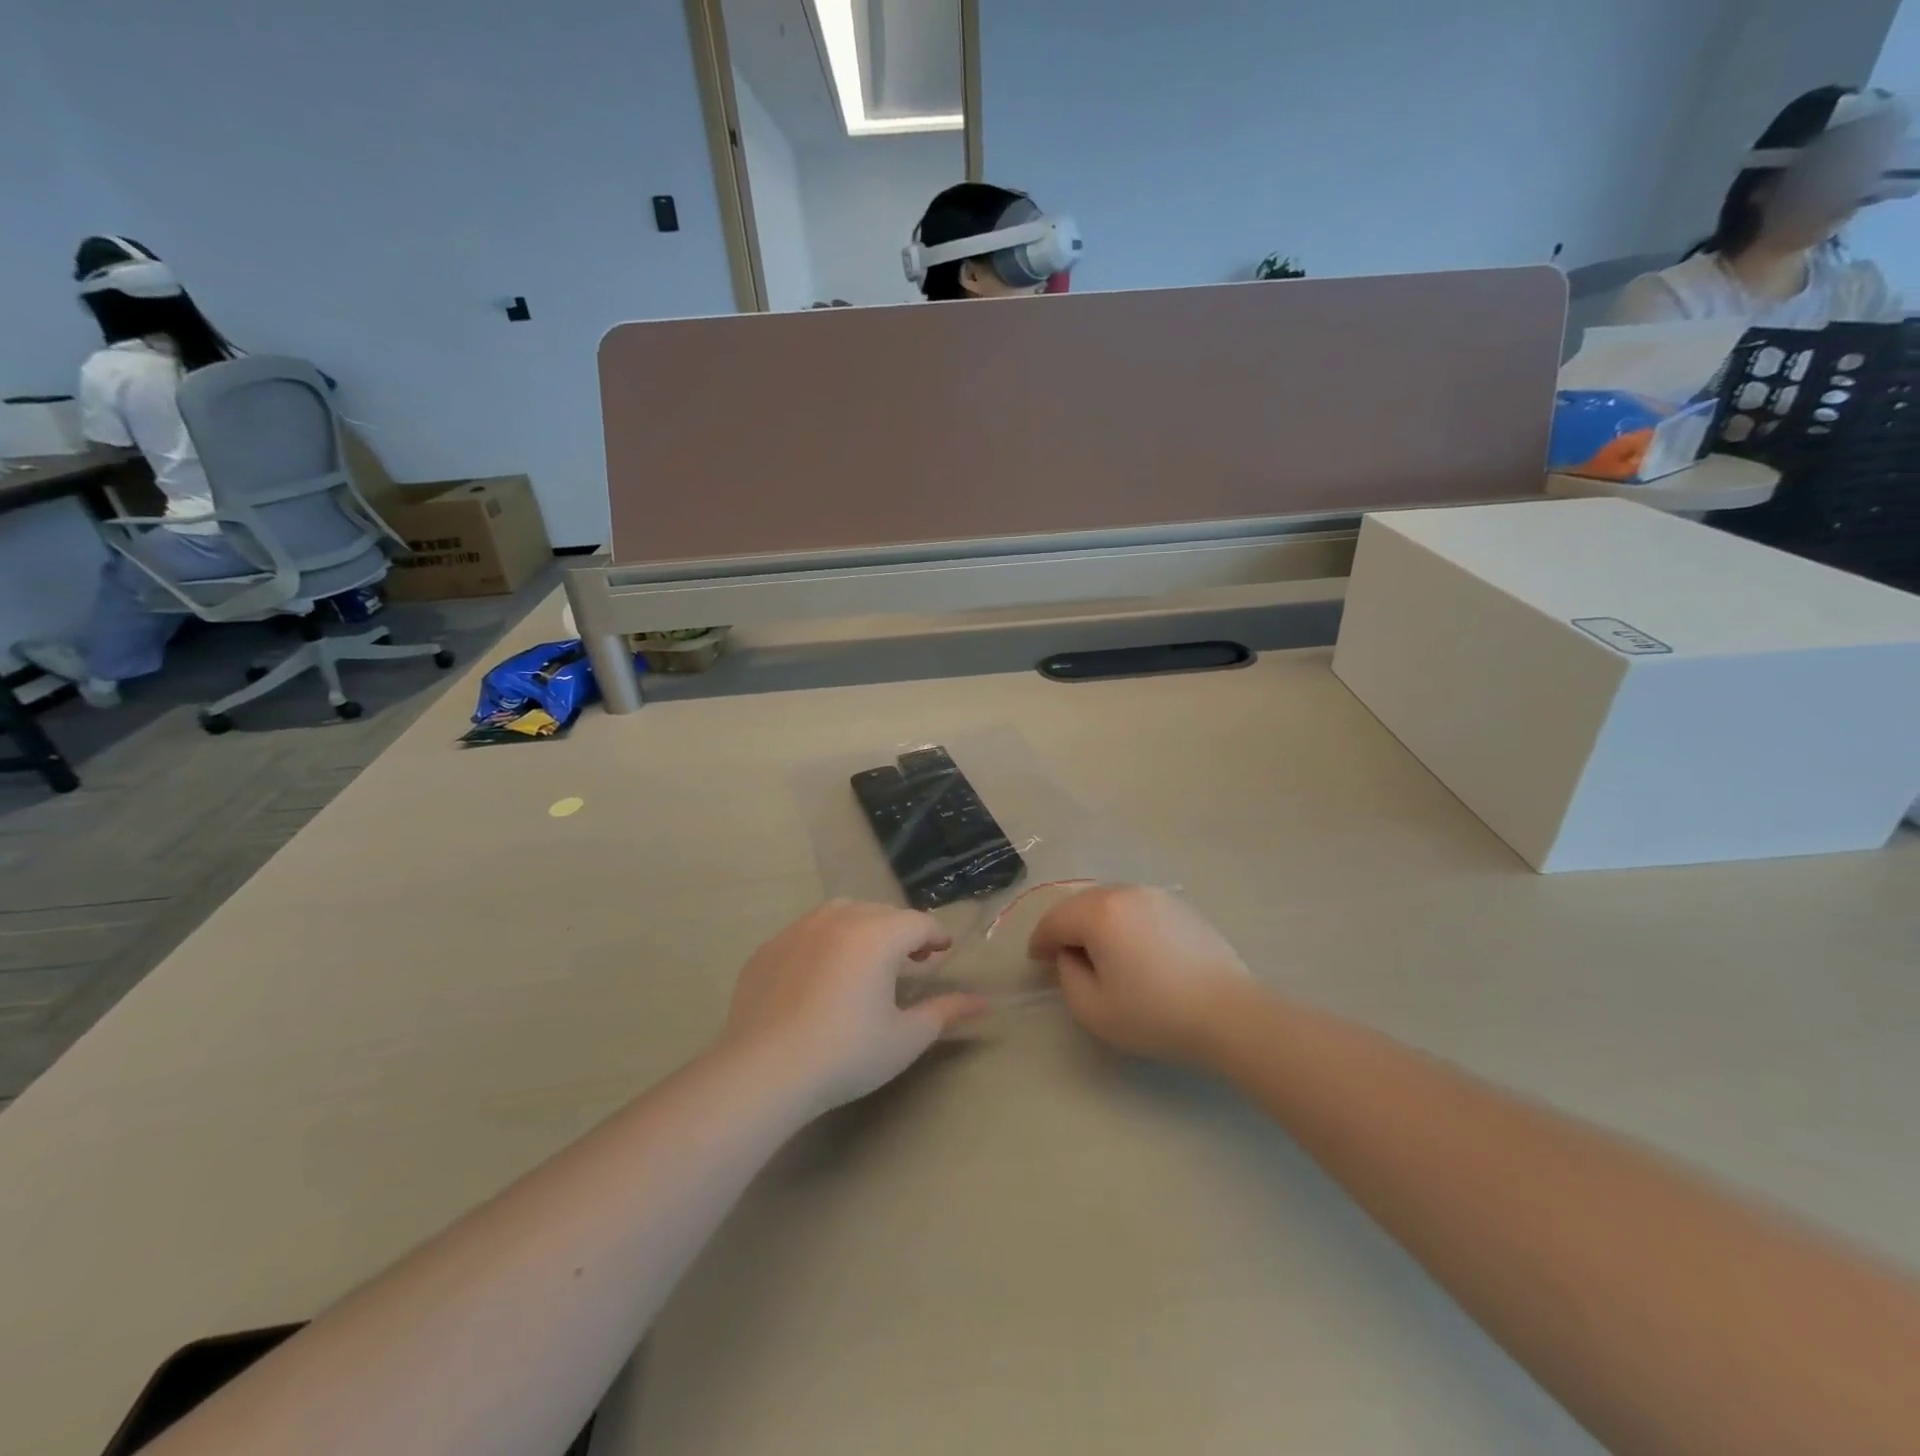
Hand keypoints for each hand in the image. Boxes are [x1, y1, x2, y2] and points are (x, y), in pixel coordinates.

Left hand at [723, 900, 987, 1113]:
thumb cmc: (846, 1054)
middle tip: (912, 960)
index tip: (943, 952)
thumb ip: (945, 1012)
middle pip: (881, 913)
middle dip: (902, 931)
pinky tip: (821, 977)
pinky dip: (824, 943)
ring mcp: (798, 929)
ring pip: (841, 913)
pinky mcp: (768, 948)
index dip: (936, 935)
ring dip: (862, 928)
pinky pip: (807, 933)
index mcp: (877, 934)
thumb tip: (982, 1002)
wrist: (764, 1071)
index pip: (918, 922)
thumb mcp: (905, 1037)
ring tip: (866, 960)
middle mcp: (839, 918)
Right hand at [1028, 885, 1254, 1066]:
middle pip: (1080, 905)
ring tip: (1098, 952)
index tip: (1037, 962)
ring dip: (1095, 923)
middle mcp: (1124, 892)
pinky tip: (1133, 949)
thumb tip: (1071, 955)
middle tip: (1063, 957)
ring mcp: (1155, 895)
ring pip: (1109, 902)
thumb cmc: (1156, 1014)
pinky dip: (1123, 922)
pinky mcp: (1180, 905)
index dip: (1040, 942)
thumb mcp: (1094, 1009)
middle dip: (1066, 928)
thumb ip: (1067, 976)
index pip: (1055, 920)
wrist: (1230, 1014)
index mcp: (1099, 912)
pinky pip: (1136, 907)